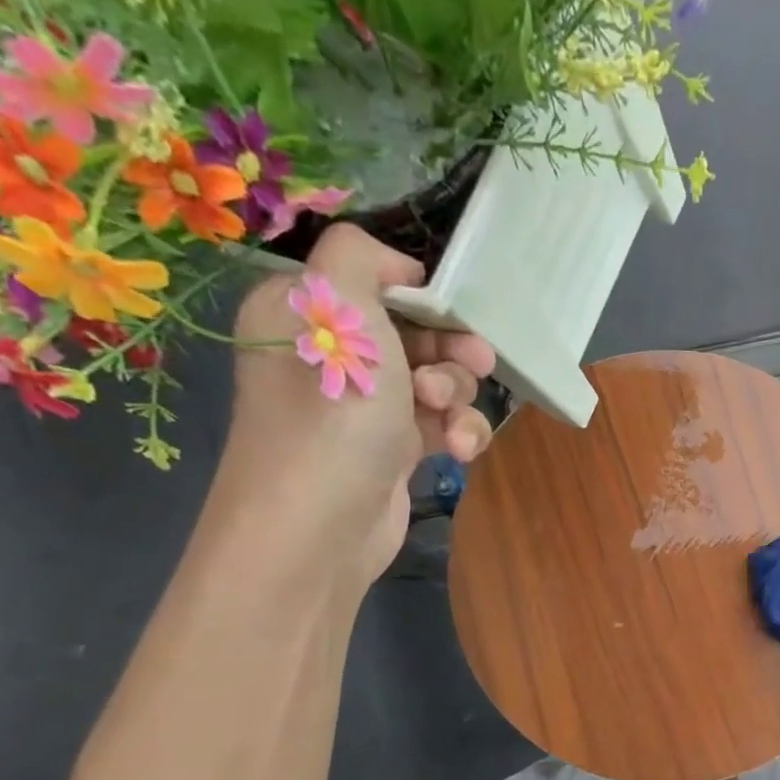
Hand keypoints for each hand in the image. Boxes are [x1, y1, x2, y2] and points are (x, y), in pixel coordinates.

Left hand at [216, 224, 497, 589]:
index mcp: (303, 312)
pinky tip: (460, 450)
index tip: (452, 311)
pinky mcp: (393, 451)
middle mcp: (332, 356)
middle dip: (450, 349)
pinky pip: (441, 426)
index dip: (419, 295)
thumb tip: (397, 267)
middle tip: (476, 361)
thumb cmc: (332, 408)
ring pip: (437, 381)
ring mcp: (365, 408)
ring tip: (447, 419)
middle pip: (415, 333)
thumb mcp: (341, 307)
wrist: (322, 522)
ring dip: (458, 397)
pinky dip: (459, 433)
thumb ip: (360, 256)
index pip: (372, 283)